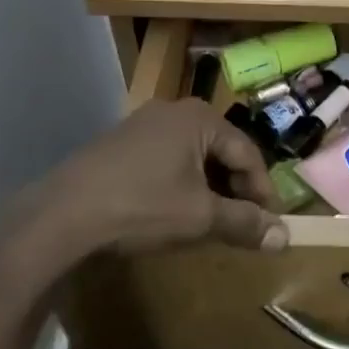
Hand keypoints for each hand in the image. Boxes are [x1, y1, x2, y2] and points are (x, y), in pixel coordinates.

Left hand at [6, 101, 287, 286]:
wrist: (62, 214)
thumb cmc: (141, 207)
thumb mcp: (200, 217)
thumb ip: (245, 223)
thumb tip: (286, 237)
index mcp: (200, 118)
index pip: (248, 153)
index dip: (262, 191)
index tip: (268, 224)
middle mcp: (173, 111)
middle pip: (221, 150)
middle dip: (235, 189)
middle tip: (241, 224)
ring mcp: (143, 123)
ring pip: (193, 156)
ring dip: (208, 188)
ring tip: (211, 221)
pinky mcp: (121, 142)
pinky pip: (166, 159)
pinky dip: (180, 183)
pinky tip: (174, 211)